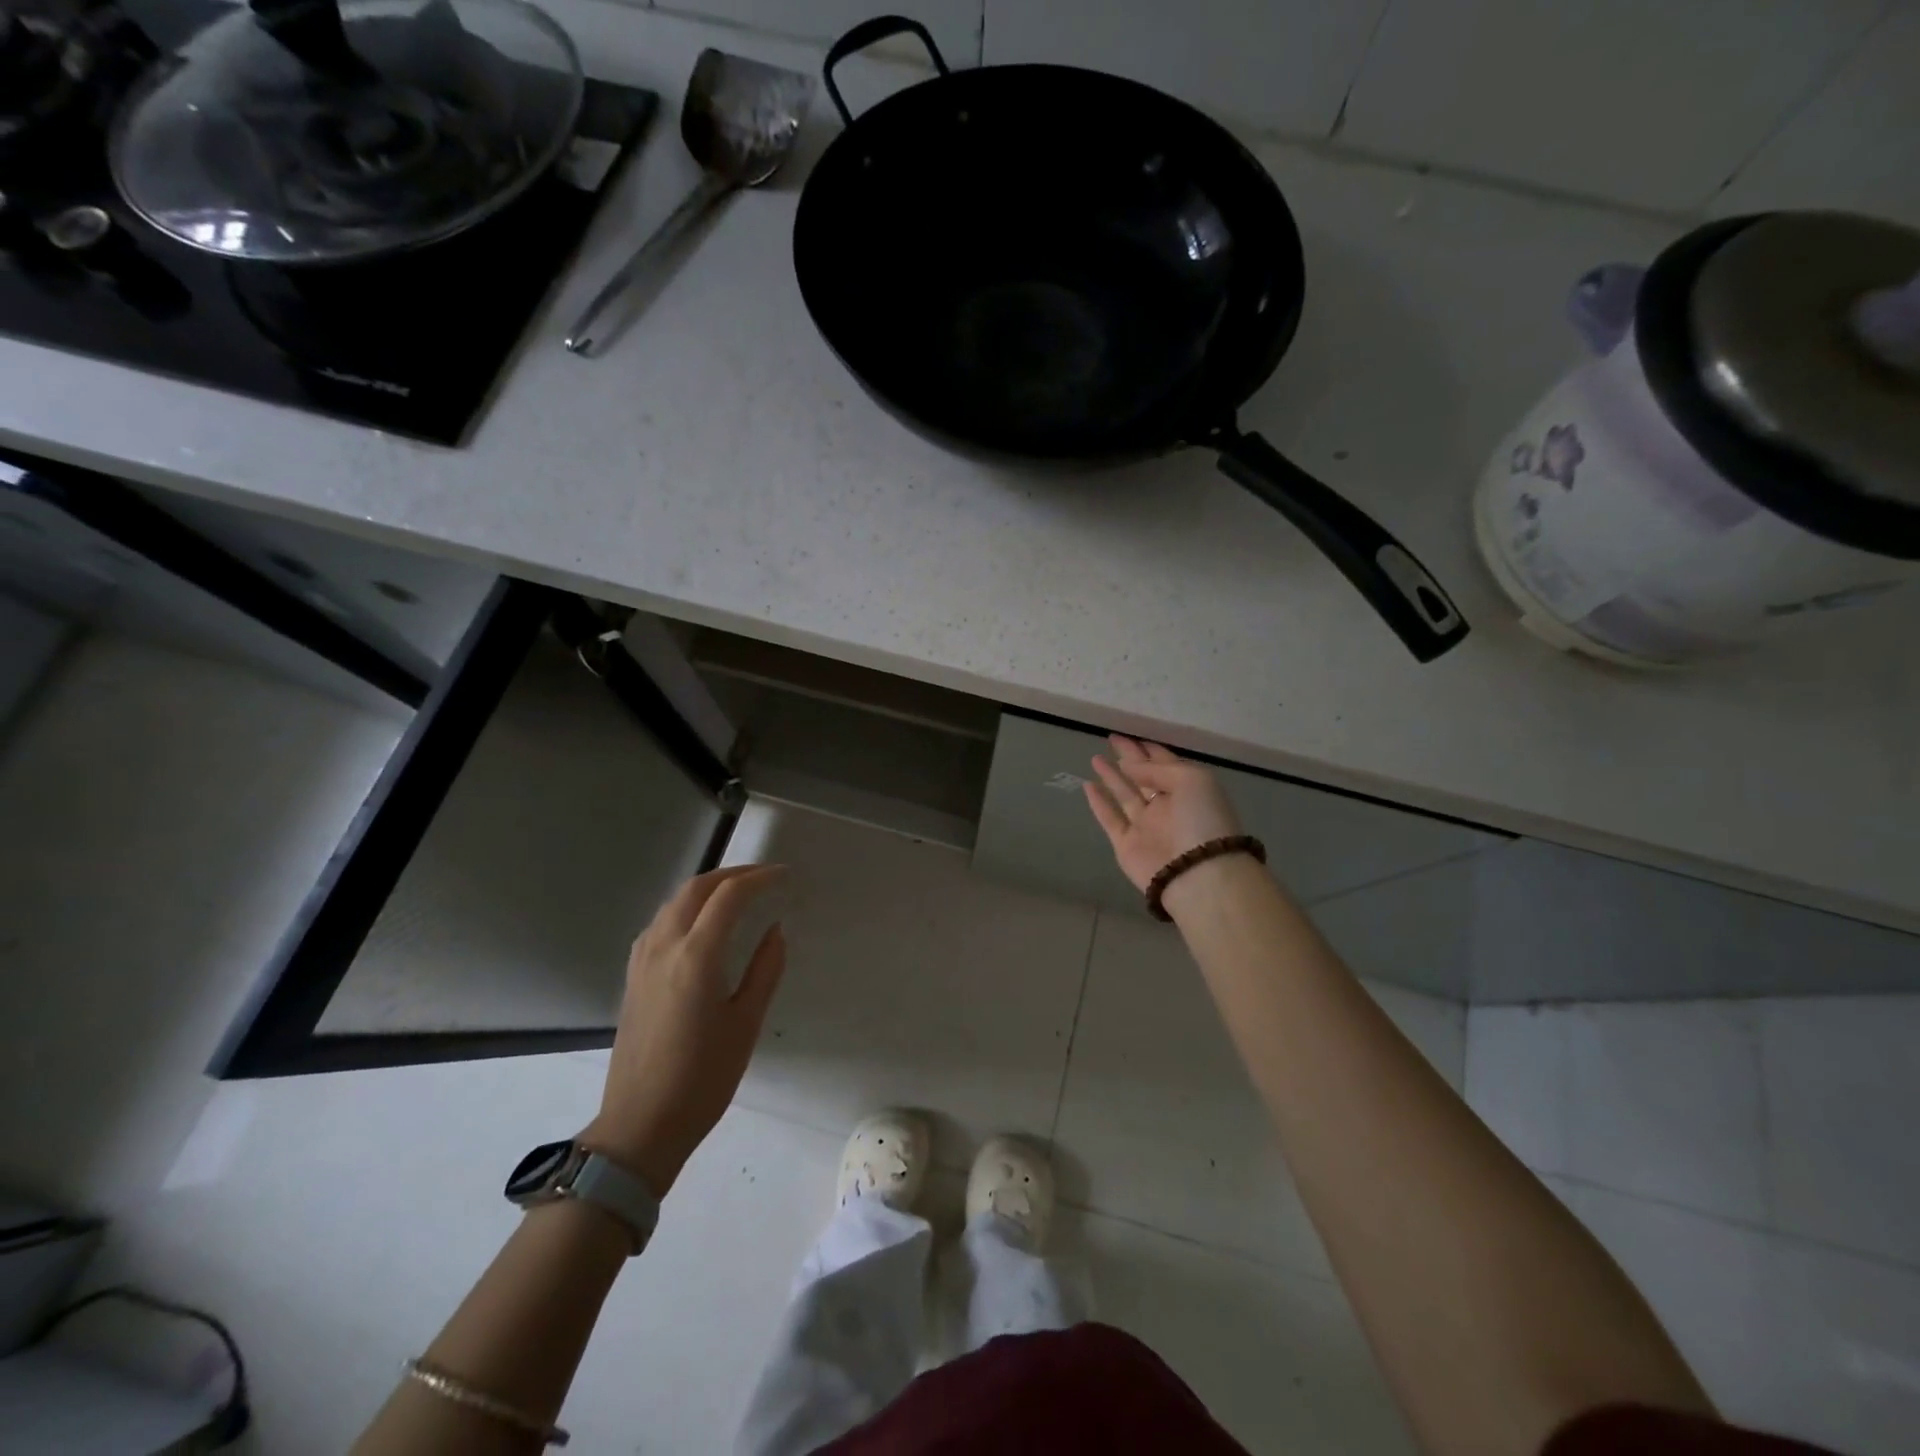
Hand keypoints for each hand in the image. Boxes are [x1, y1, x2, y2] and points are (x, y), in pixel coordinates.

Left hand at [582, 865, 787, 1196]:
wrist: (640, 1125)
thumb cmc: (703, 1078)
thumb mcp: (746, 1024)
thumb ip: (764, 970)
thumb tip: (776, 930)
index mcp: (696, 956)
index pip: (729, 896)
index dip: (760, 878)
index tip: (785, 876)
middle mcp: (664, 947)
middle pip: (696, 889)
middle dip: (732, 874)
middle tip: (764, 878)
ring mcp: (642, 961)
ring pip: (673, 903)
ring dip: (706, 888)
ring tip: (736, 895)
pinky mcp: (632, 977)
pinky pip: (659, 924)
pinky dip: (685, 909)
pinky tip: (699, 926)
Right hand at [1084, 735, 1242, 892]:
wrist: (1196, 873)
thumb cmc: (1202, 820)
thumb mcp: (1191, 780)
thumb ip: (1158, 768)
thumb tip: (1130, 766)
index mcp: (1188, 789)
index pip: (1166, 763)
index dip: (1149, 750)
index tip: (1131, 735)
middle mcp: (1167, 806)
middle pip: (1144, 776)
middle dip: (1129, 758)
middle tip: (1111, 739)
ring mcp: (1146, 825)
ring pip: (1126, 794)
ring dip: (1112, 776)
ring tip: (1095, 758)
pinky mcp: (1126, 844)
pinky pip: (1110, 818)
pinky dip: (1099, 803)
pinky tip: (1088, 785)